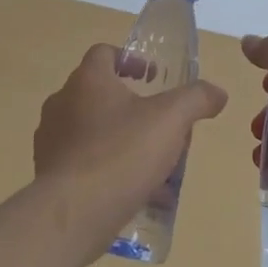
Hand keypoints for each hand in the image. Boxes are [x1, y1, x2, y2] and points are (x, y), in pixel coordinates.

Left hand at [33, 44, 228, 253]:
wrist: (72, 213)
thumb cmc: (121, 153)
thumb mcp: (170, 120)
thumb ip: (196, 99)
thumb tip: (218, 92)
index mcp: (87, 80)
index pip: (104, 53)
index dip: (130, 59)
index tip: (152, 76)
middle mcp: (62, 103)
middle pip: (98, 92)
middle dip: (130, 104)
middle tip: (158, 122)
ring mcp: (51, 140)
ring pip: (91, 130)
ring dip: (120, 138)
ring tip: (150, 162)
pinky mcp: (50, 173)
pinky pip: (83, 163)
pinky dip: (107, 169)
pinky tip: (134, 192)